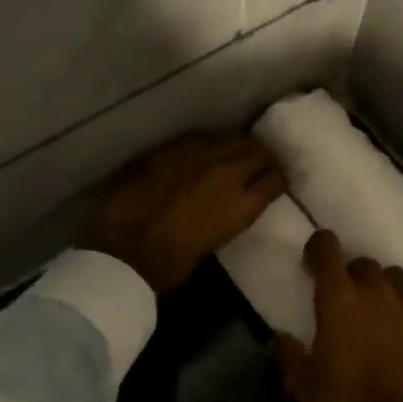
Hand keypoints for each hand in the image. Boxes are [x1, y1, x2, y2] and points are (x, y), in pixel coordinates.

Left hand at [88, 133, 286, 293]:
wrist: (125, 250)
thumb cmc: (171, 264)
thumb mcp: (215, 241)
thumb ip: (228, 215)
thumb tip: (225, 204)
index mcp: (243, 205)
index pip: (276, 180)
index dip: (277, 180)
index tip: (275, 181)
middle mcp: (228, 172)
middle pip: (257, 150)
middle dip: (261, 155)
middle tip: (257, 162)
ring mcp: (199, 155)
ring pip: (231, 137)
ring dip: (235, 144)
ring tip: (231, 153)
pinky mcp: (172, 147)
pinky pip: (200, 138)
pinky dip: (206, 144)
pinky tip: (200, 152)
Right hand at [273, 229, 402, 401]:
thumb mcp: (302, 384)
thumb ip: (288, 353)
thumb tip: (280, 337)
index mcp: (339, 298)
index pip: (328, 248)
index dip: (319, 247)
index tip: (314, 260)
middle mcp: (376, 292)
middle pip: (364, 264)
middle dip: (352, 275)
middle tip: (346, 298)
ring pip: (396, 278)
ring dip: (383, 288)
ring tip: (379, 312)